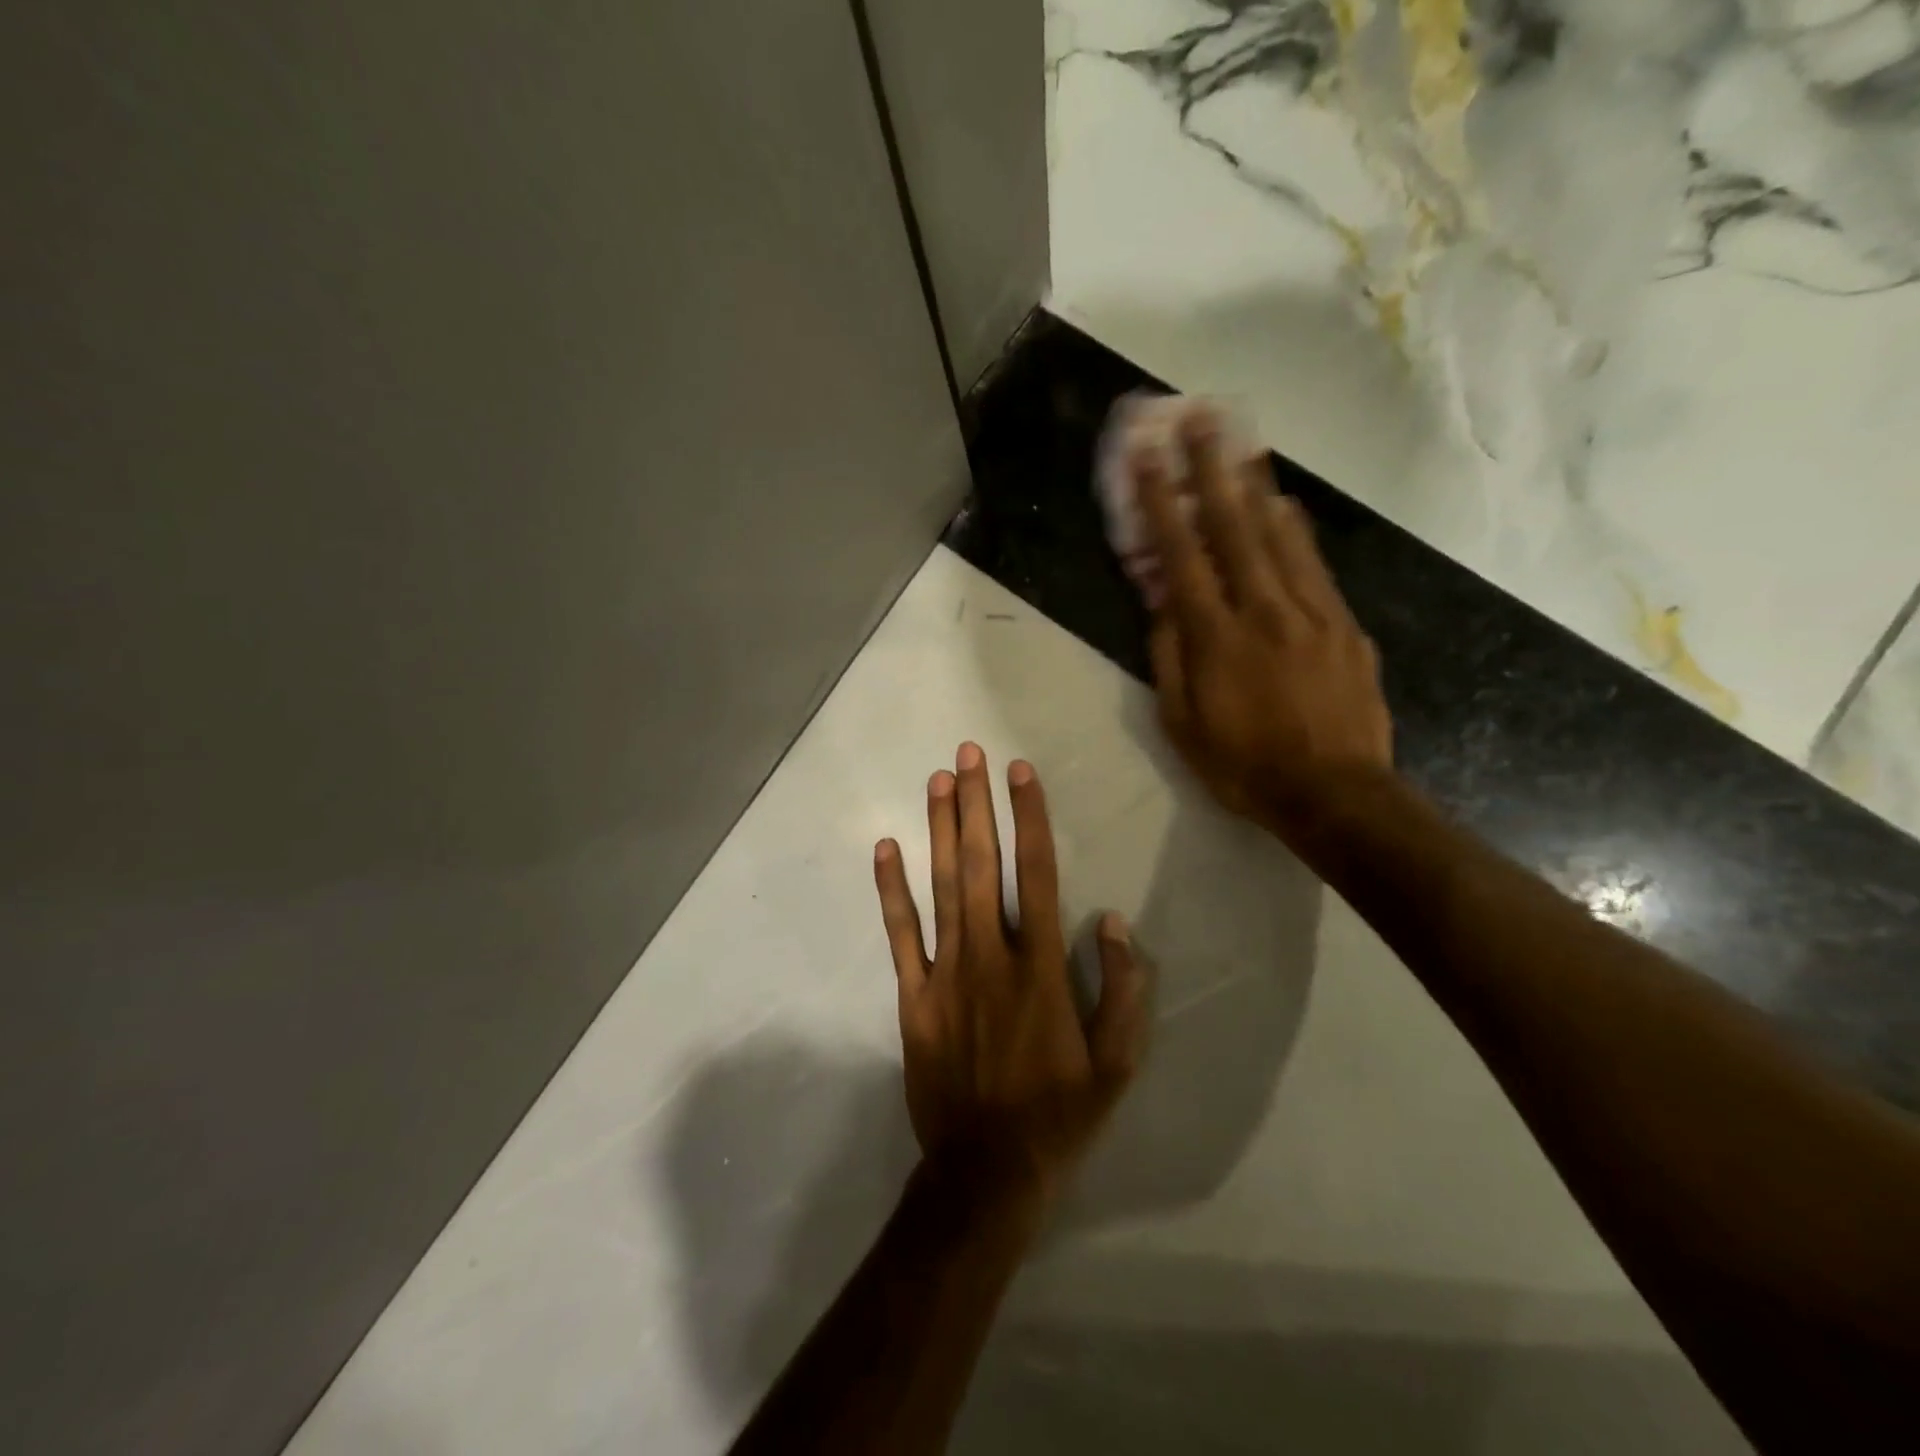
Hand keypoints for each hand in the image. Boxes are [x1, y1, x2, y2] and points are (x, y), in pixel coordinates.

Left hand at [873, 743, 1148, 1219]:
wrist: (986, 1170)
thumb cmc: (1059, 1114)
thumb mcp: (1116, 1063)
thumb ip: (1123, 990)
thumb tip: (1113, 923)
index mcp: (1041, 968)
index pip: (1039, 874)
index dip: (1031, 818)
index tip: (1021, 772)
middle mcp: (991, 956)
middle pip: (983, 864)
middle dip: (977, 804)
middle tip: (969, 753)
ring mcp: (946, 973)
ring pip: (942, 886)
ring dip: (941, 829)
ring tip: (938, 780)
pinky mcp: (914, 996)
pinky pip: (901, 934)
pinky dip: (891, 890)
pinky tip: (885, 848)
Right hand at [1136, 409, 1393, 835]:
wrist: (1335, 794)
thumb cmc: (1244, 766)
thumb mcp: (1182, 724)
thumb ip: (1169, 658)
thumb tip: (1162, 604)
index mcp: (1216, 638)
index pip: (1181, 556)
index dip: (1161, 503)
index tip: (1148, 457)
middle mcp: (1263, 610)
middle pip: (1233, 526)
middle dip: (1210, 468)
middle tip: (1199, 417)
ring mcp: (1311, 613)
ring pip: (1279, 535)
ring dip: (1255, 483)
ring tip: (1242, 440)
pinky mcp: (1344, 625)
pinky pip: (1315, 564)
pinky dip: (1295, 528)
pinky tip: (1284, 504)